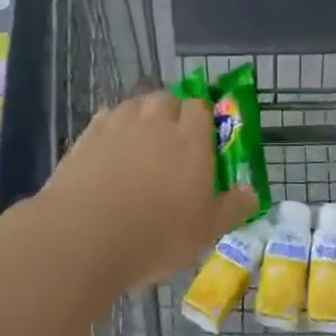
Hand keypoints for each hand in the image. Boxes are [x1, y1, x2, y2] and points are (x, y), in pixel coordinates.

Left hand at [39, 91, 259, 290]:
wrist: (84, 236)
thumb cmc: (155, 236)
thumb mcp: (205, 232)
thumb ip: (232, 208)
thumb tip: (251, 192)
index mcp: (190, 140)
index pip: (200, 107)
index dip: (202, 118)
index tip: (202, 140)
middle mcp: (156, 122)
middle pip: (167, 99)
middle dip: (171, 113)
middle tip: (171, 144)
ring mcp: (118, 125)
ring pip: (135, 104)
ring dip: (142, 116)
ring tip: (140, 144)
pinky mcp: (87, 136)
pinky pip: (107, 118)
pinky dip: (113, 127)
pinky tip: (111, 150)